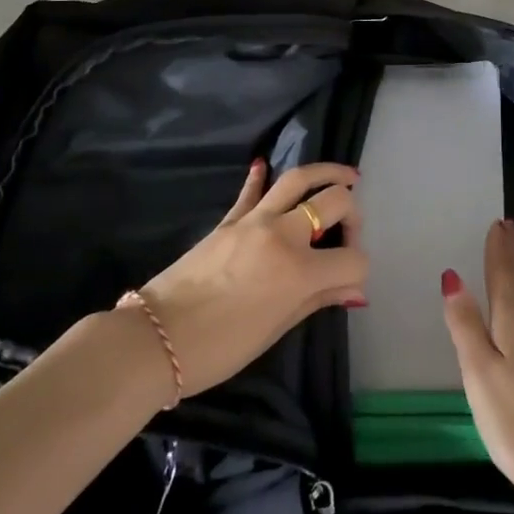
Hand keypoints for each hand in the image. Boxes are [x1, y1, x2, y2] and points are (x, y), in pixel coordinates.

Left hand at [130, 161, 366, 399]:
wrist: (154, 341)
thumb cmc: (220, 348)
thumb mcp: (276, 329)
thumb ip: (318, 299)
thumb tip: (354, 291)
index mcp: (300, 270)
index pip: (351, 259)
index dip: (358, 271)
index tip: (350, 283)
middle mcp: (283, 234)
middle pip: (334, 202)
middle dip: (353, 214)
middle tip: (349, 231)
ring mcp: (254, 221)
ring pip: (298, 179)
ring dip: (326, 172)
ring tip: (346, 176)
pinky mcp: (229, 220)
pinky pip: (250, 191)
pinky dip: (260, 176)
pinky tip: (265, 165)